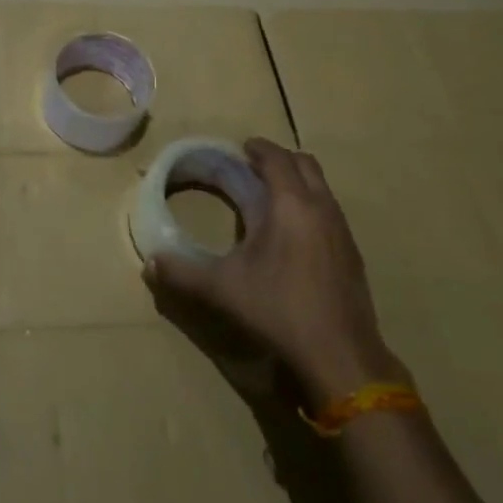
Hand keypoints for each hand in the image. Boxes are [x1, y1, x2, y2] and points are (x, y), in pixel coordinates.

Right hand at [142, 138, 402, 406]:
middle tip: (252, 167)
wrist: (340, 355)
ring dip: (297, 181)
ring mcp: (342, 231)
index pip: (276, 159)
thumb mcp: (221, 289)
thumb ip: (182, 272)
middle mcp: (321, 208)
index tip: (240, 147)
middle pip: (305, 164)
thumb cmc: (278, 310)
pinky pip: (330, 211)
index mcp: (290, 205)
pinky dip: (310, 205)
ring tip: (270, 197)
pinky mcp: (352, 254)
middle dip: (279, 159)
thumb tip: (150, 263)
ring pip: (322, 187)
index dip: (258, 148)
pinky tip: (292, 234)